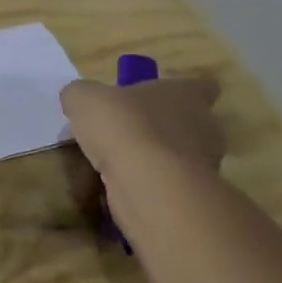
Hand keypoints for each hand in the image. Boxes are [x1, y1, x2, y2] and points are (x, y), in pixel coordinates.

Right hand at [60, 74, 225, 181]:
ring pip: (182, 158)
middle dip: (165, 130)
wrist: (146, 183)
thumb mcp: (85, 99)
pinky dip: (151, 188)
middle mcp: (204, 126)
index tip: (157, 100)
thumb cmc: (123, 126)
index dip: (182, 92)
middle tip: (130, 136)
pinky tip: (122, 191)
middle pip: (192, 124)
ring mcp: (204, 164)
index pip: (203, 87)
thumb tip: (77, 98)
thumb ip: (81, 95)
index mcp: (186, 94)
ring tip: (122, 169)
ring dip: (158, 162)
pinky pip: (170, 187)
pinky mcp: (193, 195)